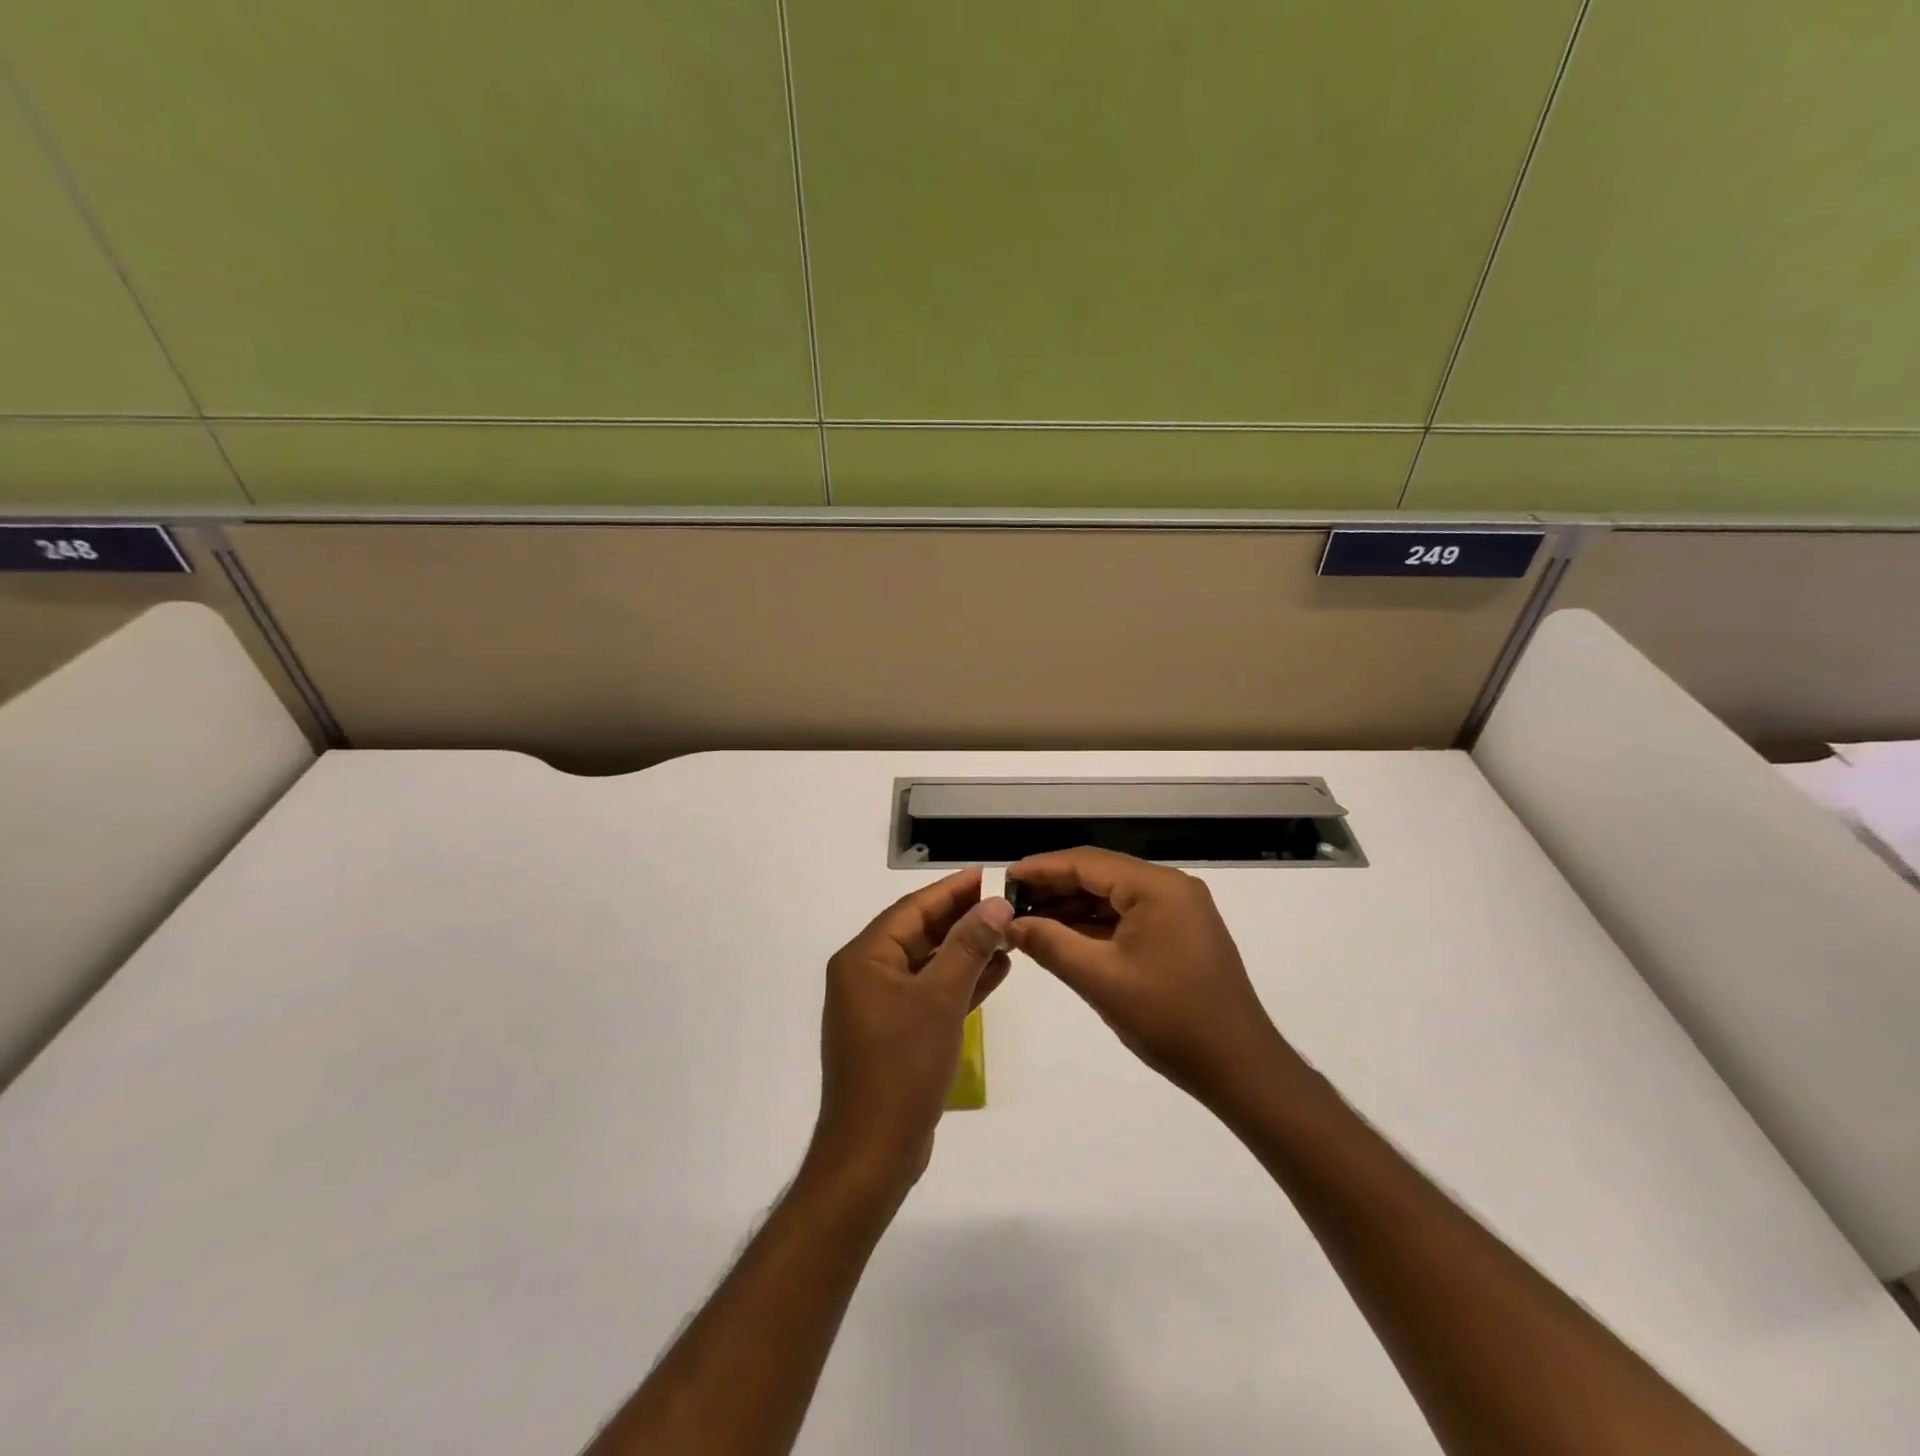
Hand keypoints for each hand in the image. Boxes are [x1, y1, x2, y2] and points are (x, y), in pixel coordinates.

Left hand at [804, 868, 1012, 1204]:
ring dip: (966, 950)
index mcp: (864, 958)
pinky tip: (995, 973)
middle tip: (1005, 904)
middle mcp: (866, 974)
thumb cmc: (902, 1066)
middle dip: (963, 920)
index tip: (987, 875)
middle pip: (920, 934)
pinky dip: (959, 982)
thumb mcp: (940, 999)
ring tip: (1008, 935)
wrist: (873, 1153)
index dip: (952, 890)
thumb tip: (995, 904)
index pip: (912, 909)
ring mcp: (879, 1006)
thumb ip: (968, 946)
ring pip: (928, 964)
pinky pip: (929, 993)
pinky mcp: (894, 1033)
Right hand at [1007, 848, 1298, 1110]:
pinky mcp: (1182, 935)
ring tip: (1030, 923)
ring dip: (1073, 909)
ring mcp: (1180, 911)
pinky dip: (1097, 926)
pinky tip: (1065, 939)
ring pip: (1114, 898)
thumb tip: (1010, 924)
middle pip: (1101, 876)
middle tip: (1011, 905)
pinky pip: (1130, 918)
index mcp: (1157, 888)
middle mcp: (1171, 888)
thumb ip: (1050, 944)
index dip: (1041, 870)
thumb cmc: (1169, 1019)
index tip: (1003, 878)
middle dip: (1055, 889)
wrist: (1240, 1068)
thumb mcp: (1100, 979)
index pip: (1086, 863)